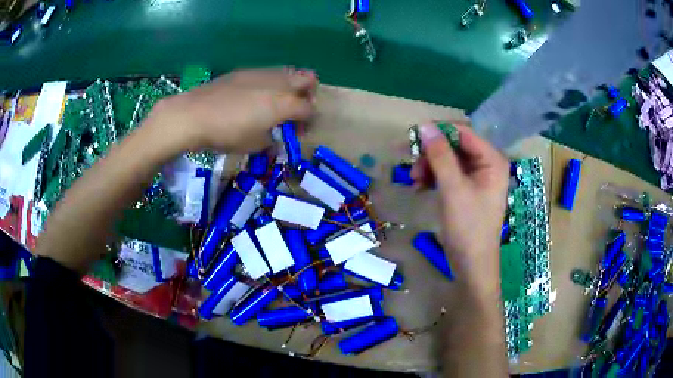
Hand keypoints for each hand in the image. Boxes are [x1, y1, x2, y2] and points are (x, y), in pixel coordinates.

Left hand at [154, 68, 318, 152]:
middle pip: (308, 79)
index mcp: (285, 103)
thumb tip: (274, 142)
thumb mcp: (253, 145)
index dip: (309, 121)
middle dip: (308, 94)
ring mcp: (261, 73)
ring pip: (288, 72)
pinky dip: (270, 83)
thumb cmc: (227, 133)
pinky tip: (254, 97)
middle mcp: (279, 83)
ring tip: (275, 102)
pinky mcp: (245, 71)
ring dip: (290, 86)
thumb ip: (270, 143)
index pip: (309, 108)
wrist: (194, 114)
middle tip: (296, 109)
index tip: (299, 132)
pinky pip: (267, 73)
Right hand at [412, 122, 508, 294]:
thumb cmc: (468, 227)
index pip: (463, 132)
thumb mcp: (453, 188)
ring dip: (430, 166)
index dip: (439, 132)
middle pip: (455, 145)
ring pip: (448, 159)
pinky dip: (434, 178)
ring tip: (415, 181)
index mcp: (492, 159)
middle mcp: (487, 164)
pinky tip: (420, 187)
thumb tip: (424, 125)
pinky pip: (448, 174)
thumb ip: (440, 155)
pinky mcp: (467, 190)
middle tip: (413, 166)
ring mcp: (477, 178)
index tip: (413, 139)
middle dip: (432, 153)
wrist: (471, 265)